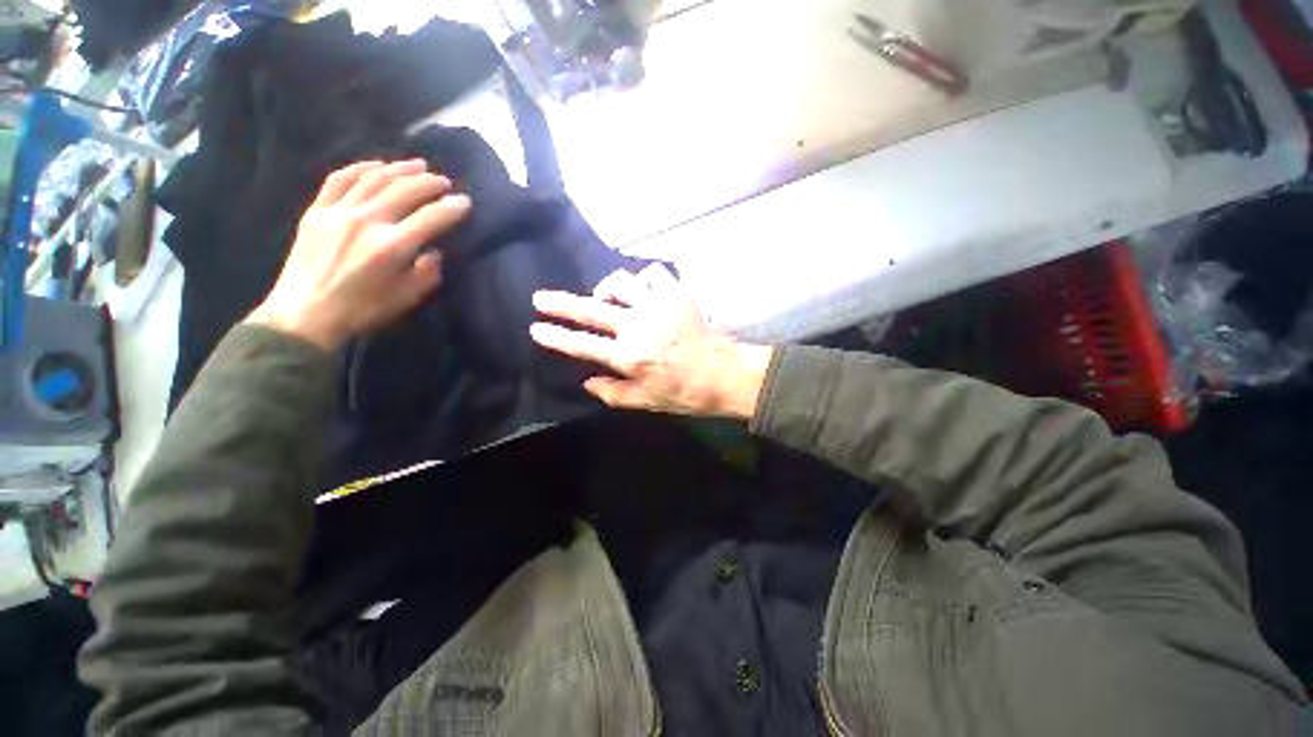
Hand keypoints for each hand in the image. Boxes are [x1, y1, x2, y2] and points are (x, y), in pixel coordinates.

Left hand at [246, 159, 470, 350]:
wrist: (305, 314)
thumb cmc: (363, 310)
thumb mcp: (407, 299)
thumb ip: (427, 273)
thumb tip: (433, 252)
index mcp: (393, 246)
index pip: (431, 218)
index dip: (452, 208)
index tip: (465, 202)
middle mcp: (367, 221)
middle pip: (405, 190)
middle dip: (429, 183)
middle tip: (444, 181)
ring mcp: (339, 212)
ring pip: (374, 178)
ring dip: (399, 169)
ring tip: (417, 165)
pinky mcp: (317, 211)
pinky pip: (340, 179)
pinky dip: (361, 168)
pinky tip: (376, 164)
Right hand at [530, 265, 773, 419]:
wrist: (726, 373)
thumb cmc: (686, 393)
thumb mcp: (647, 402)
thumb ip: (613, 393)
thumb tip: (587, 382)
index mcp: (628, 356)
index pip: (582, 344)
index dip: (556, 337)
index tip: (536, 328)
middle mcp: (637, 326)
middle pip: (591, 308)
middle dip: (561, 303)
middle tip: (541, 297)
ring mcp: (658, 305)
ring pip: (620, 281)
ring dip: (607, 288)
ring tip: (607, 297)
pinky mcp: (677, 293)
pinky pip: (653, 272)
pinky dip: (643, 278)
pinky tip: (643, 289)